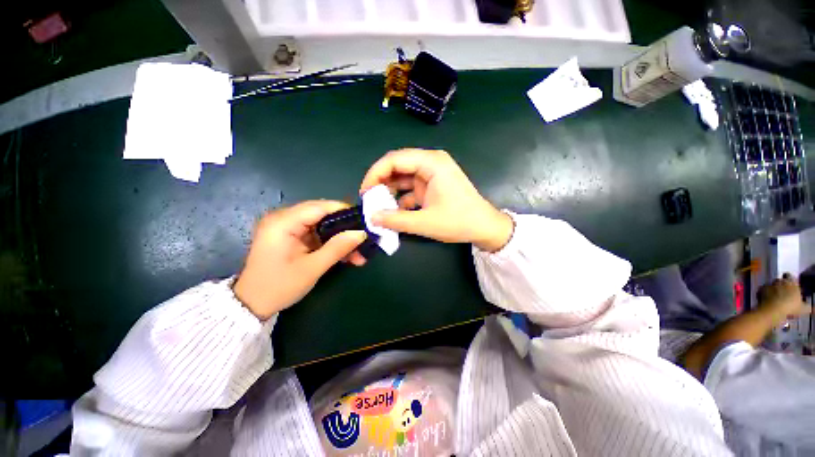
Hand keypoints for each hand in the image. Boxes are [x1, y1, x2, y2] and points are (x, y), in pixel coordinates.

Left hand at [232, 201, 367, 319]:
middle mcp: (284, 219)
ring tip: (358, 254)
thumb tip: (362, 233)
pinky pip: (317, 235)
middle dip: (345, 228)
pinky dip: (331, 244)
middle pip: (323, 215)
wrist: (251, 305)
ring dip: (340, 238)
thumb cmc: (278, 286)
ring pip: (323, 226)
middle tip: (363, 240)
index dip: (344, 211)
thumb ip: (338, 248)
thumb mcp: (312, 268)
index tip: (364, 220)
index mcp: (283, 222)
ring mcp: (288, 228)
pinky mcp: (292, 237)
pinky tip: (346, 256)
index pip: (319, 207)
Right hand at [360, 148, 512, 251]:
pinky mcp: (433, 185)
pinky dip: (401, 198)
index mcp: (431, 163)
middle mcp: (431, 163)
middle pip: (398, 166)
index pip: (395, 159)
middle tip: (370, 200)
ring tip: (379, 207)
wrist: (485, 227)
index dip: (375, 174)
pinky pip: (411, 188)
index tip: (365, 192)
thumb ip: (395, 220)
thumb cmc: (459, 221)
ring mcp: (432, 174)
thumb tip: (372, 218)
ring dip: (390, 191)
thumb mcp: (425, 223)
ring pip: (403, 178)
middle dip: (381, 182)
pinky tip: (394, 212)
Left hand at [757, 273, 809, 319]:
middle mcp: (780, 281)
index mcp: (791, 282)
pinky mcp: (760, 289)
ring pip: (770, 285)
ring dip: (772, 290)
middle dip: (780, 285)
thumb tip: (812, 309)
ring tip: (774, 299)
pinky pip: (762, 290)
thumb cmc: (791, 307)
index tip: (789, 285)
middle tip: (782, 294)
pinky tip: (766, 301)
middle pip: (779, 280)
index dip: (789, 279)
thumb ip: (808, 307)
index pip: (789, 276)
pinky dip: (764, 294)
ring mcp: (769, 284)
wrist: (773, 309)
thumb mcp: (803, 308)